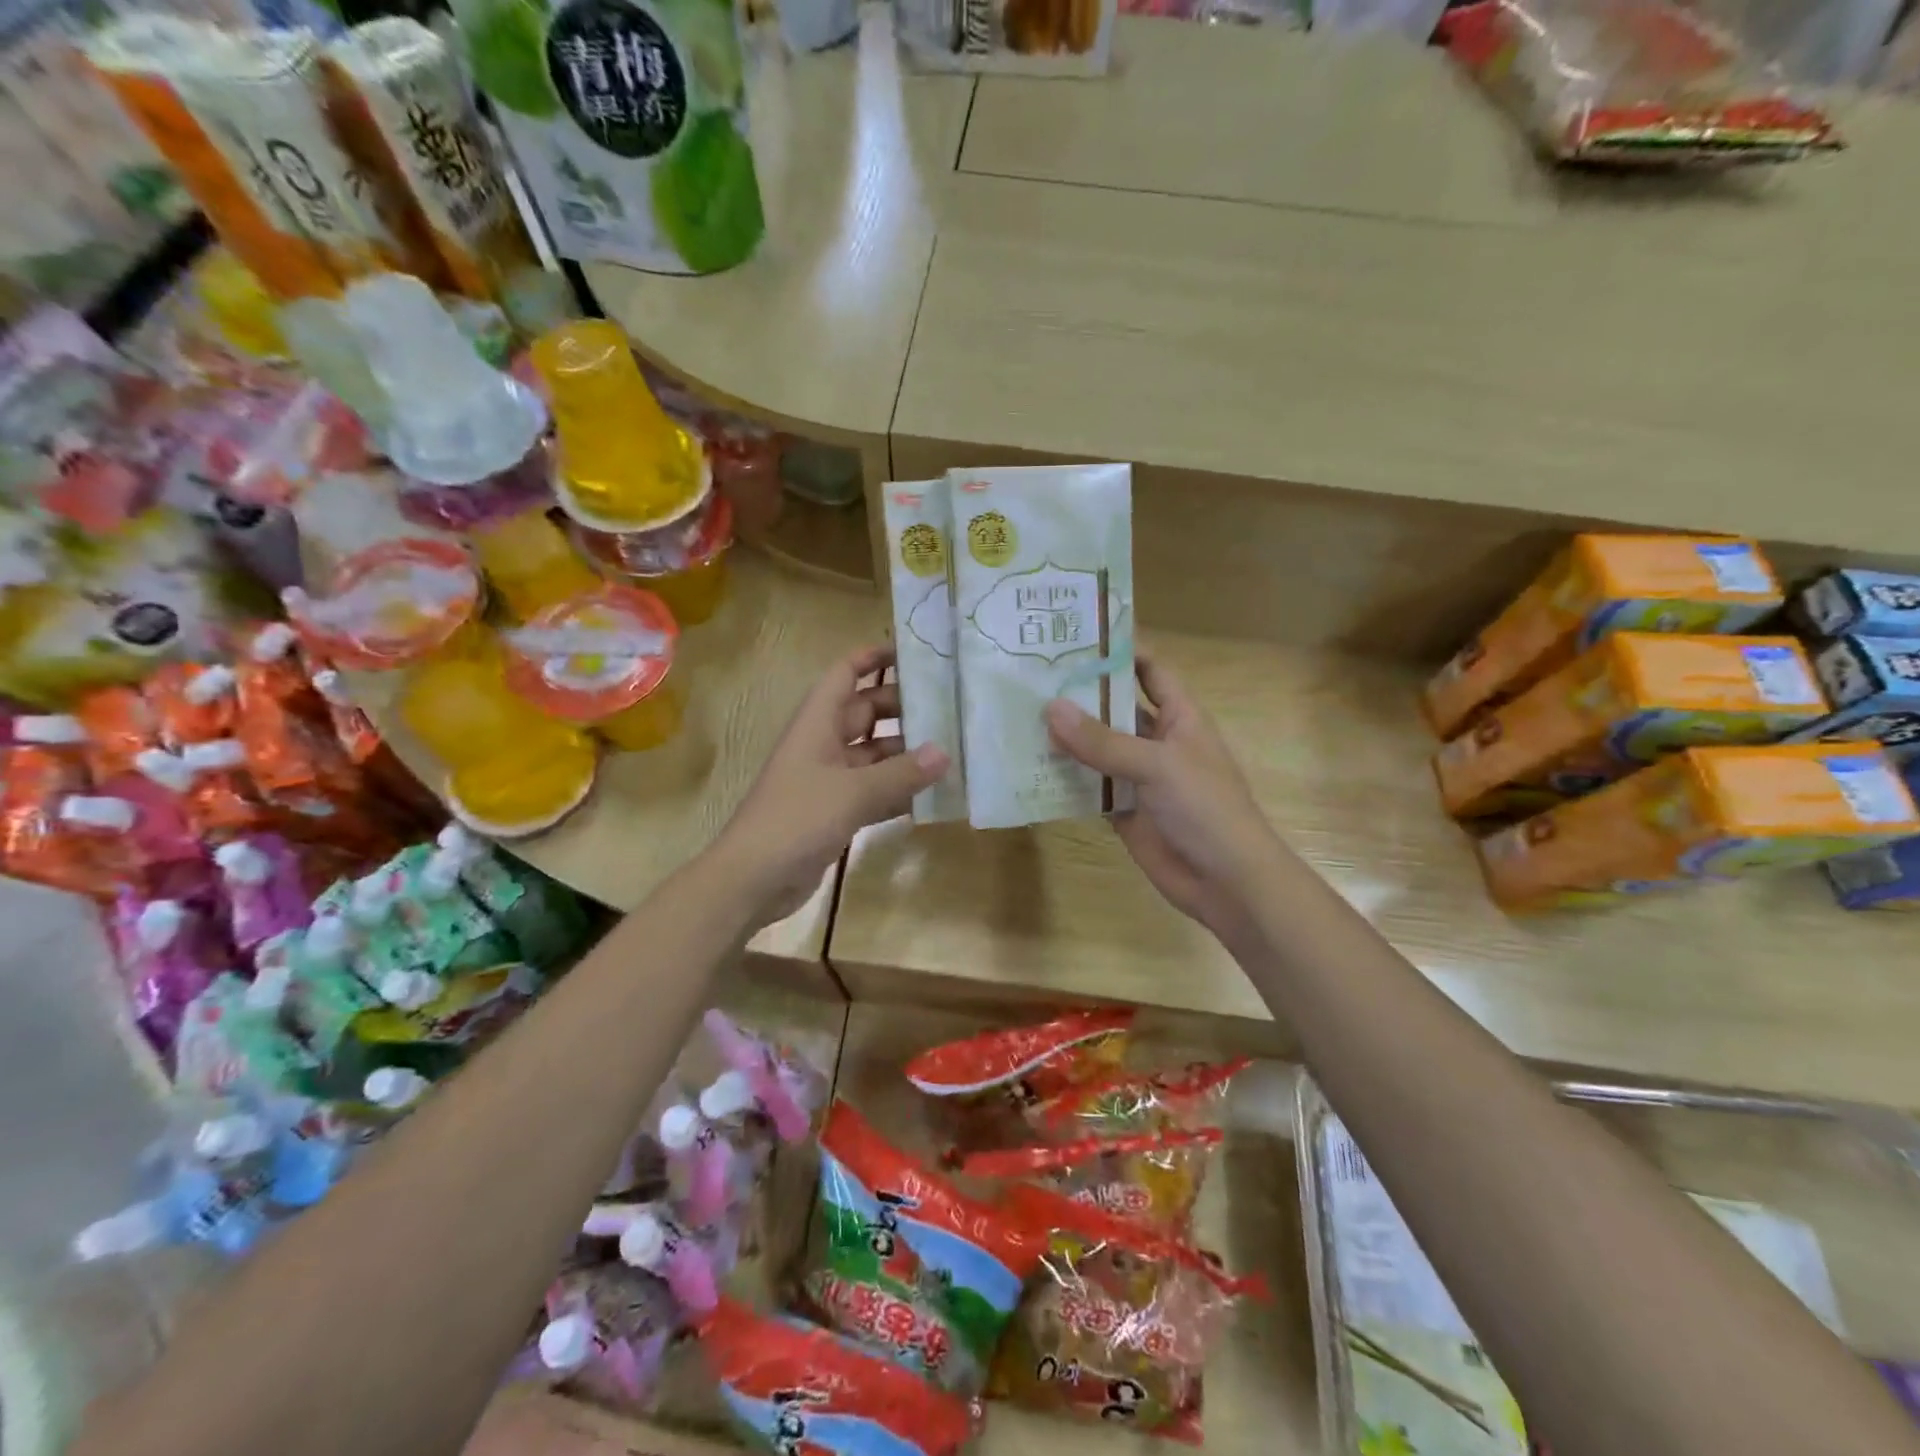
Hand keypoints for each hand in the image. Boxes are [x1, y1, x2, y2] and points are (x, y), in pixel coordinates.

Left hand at [716, 646, 948, 925]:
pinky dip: (898, 790)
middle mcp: (823, 744)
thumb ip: (900, 773)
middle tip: (950, 706)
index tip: (915, 654)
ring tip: (952, 748)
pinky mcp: (835, 811)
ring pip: (874, 754)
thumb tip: (945, 752)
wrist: (753, 879)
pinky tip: (932, 794)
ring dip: (906, 753)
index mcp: (817, 724)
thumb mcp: (852, 792)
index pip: (845, 674)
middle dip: (903, 708)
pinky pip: (873, 790)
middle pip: (866, 712)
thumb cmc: (797, 819)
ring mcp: (828, 779)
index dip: (874, 658)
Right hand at [1044, 653, 1275, 936]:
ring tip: (1018, 717)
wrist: (1225, 881)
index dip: (1119, 652)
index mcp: (1180, 717)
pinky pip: (1088, 787)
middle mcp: (1157, 741)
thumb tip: (1050, 709)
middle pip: (1114, 709)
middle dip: (1078, 696)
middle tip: (1029, 678)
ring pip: (1096, 749)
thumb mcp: (1157, 765)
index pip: (1149, 671)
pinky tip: (1029, 767)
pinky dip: (1064, 779)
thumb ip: (1102, 741)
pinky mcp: (1122, 809)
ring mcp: (1138, 777)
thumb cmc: (1204, 808)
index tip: (1074, 637)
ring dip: (1065, 738)